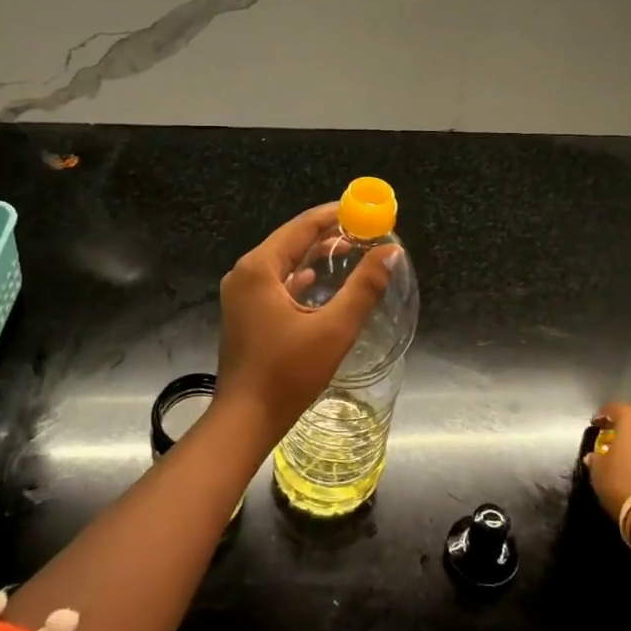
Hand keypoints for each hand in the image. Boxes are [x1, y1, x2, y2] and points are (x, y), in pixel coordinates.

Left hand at [214, 204, 399, 442]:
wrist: (245, 420)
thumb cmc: (288, 373)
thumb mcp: (334, 329)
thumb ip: (364, 287)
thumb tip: (390, 252)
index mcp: (259, 268)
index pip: (302, 226)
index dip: (336, 215)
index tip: (366, 210)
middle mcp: (245, 273)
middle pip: (291, 240)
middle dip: (327, 233)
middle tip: (364, 231)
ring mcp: (241, 294)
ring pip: (283, 262)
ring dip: (314, 255)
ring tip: (350, 250)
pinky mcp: (244, 313)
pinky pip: (276, 282)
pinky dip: (299, 277)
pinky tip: (318, 281)